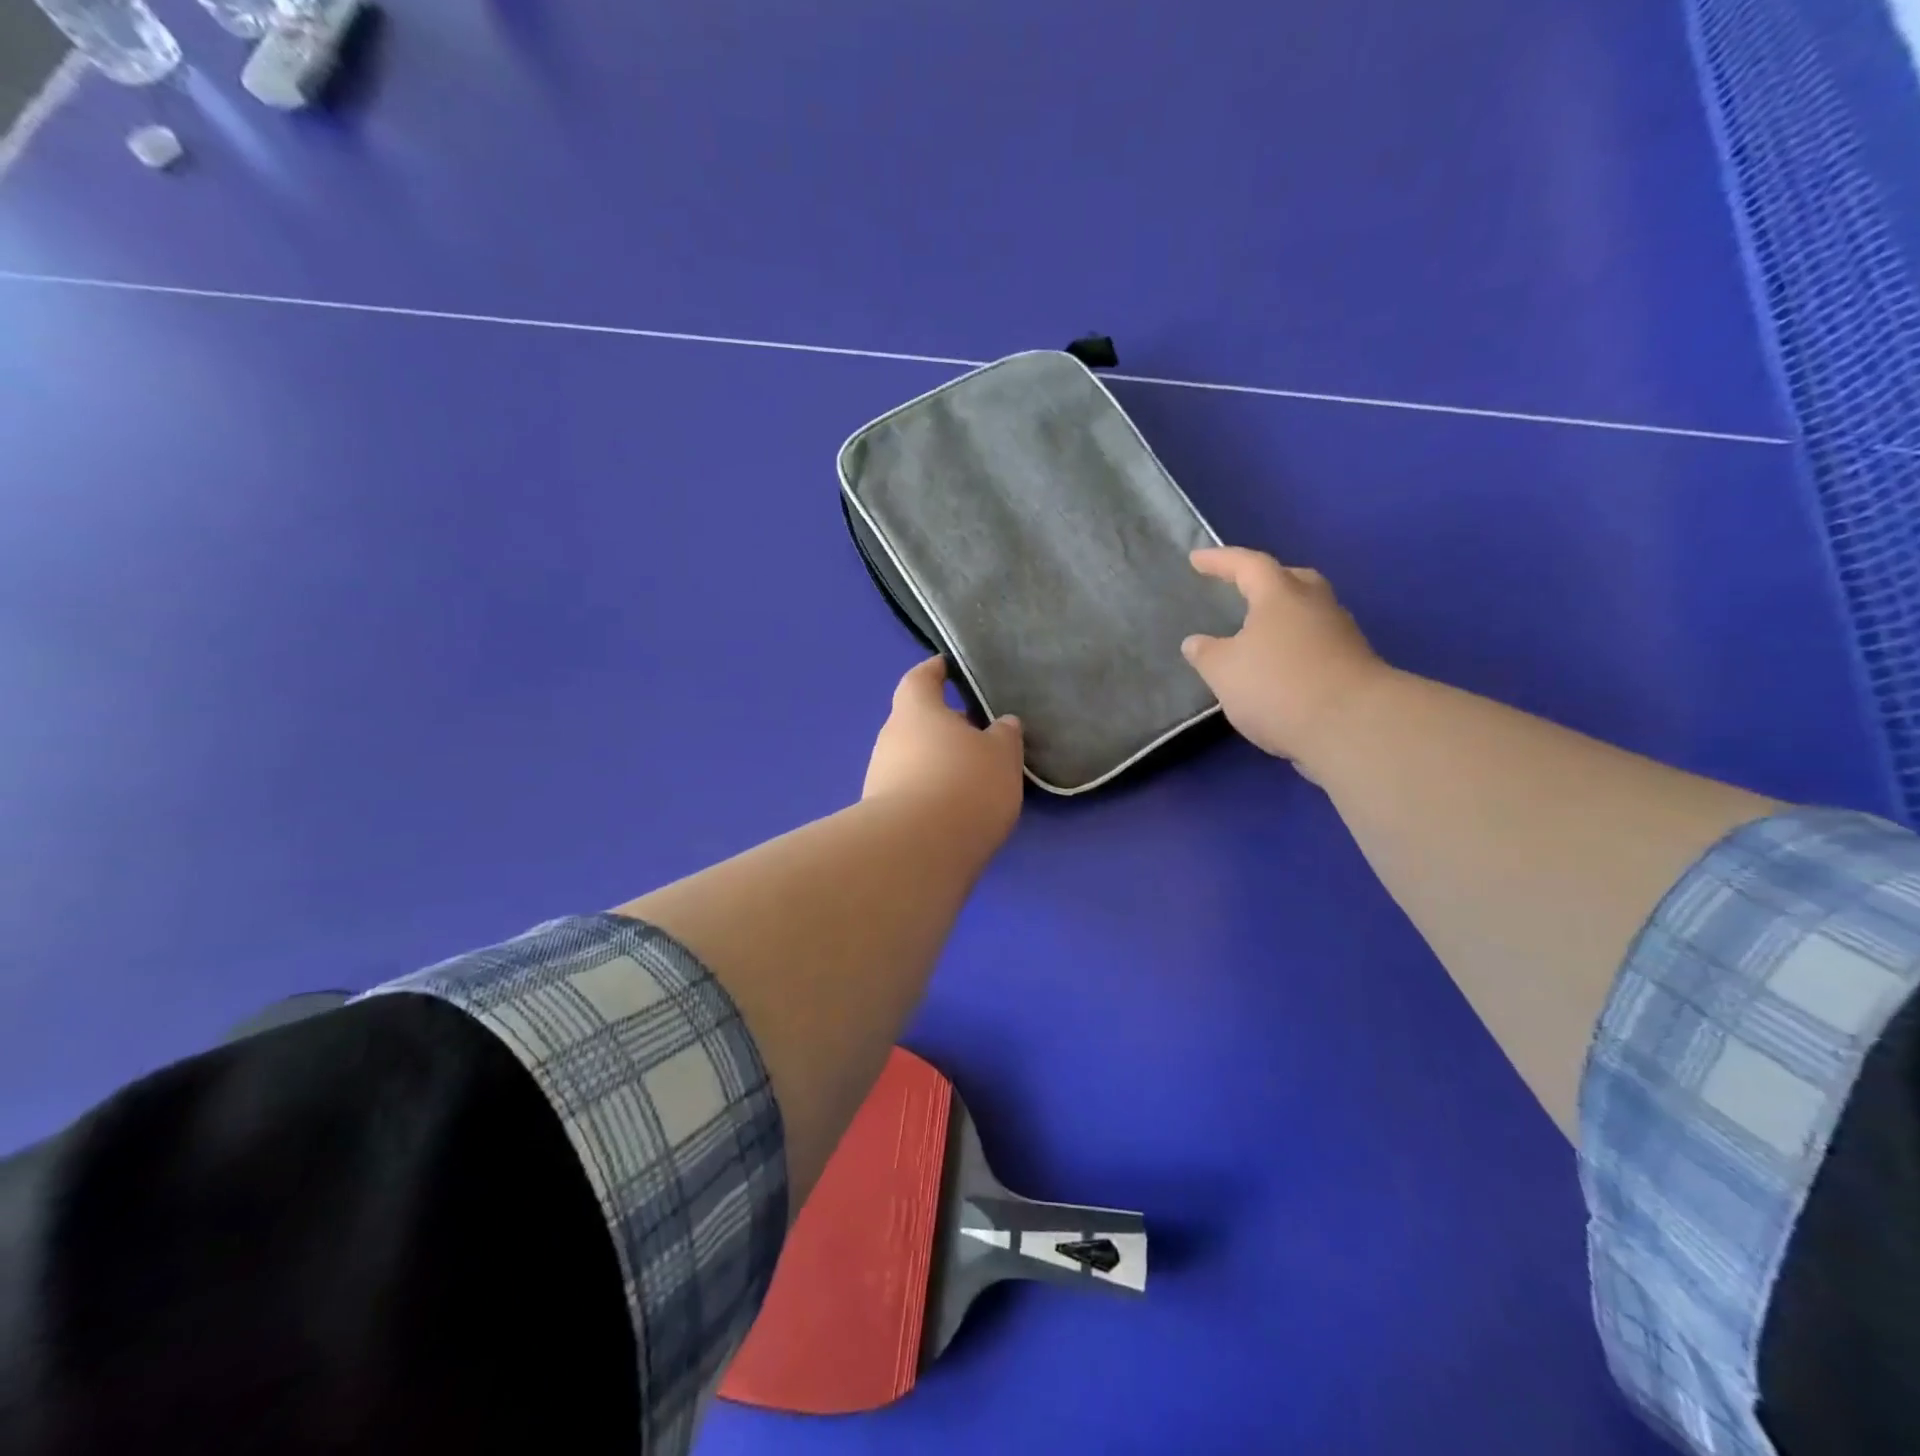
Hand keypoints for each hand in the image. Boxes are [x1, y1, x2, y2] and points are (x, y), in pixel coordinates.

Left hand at [864, 657, 1025, 845]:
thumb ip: (1004, 735)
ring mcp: (880, 777)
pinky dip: (931, 793)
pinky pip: (910, 790)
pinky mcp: (881, 814)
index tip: (948, 667)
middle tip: (977, 735)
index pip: (920, 679)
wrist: (917, 850)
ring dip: (938, 762)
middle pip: (917, 721)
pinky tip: (955, 809)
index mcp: (916, 710)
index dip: (935, 671)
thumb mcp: (1001, 755)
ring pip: (913, 758)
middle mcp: (890, 738)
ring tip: (972, 777)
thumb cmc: (964, 784)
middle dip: (944, 726)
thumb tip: (1002, 724)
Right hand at [1181, 547, 1386, 779]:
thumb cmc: (1277, 686)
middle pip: (1292, 580)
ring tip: (1258, 635)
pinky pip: (1317, 644)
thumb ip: (1206, 654)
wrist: (1352, 727)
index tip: (1196, 559)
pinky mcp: (1354, 666)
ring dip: (1284, 618)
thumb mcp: (1224, 672)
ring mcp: (1341, 635)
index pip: (1248, 565)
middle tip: (1243, 589)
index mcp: (1281, 596)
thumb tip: (1195, 642)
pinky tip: (1279, 669)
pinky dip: (1296, 649)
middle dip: (1266, 582)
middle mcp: (1316, 606)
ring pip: (1309, 613)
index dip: (1221, 560)